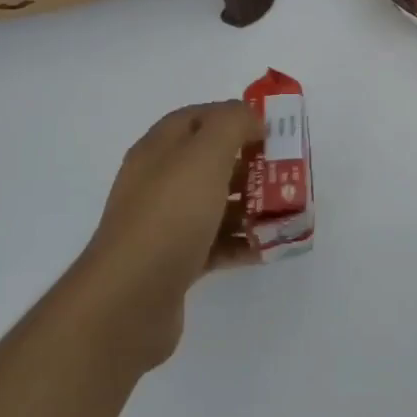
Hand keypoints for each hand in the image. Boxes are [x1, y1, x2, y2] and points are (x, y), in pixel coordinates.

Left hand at [72, 100, 263, 369]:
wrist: (129, 299)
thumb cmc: (170, 215)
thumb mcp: (205, 154)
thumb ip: (232, 123)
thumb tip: (250, 119)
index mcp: (159, 149)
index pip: (199, 118)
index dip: (234, 117)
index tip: (271, 130)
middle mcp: (158, 182)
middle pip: (210, 161)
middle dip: (251, 163)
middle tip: (286, 172)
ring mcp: (165, 224)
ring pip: (216, 203)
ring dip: (252, 204)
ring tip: (287, 210)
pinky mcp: (175, 262)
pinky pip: (216, 243)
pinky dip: (243, 242)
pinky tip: (270, 246)